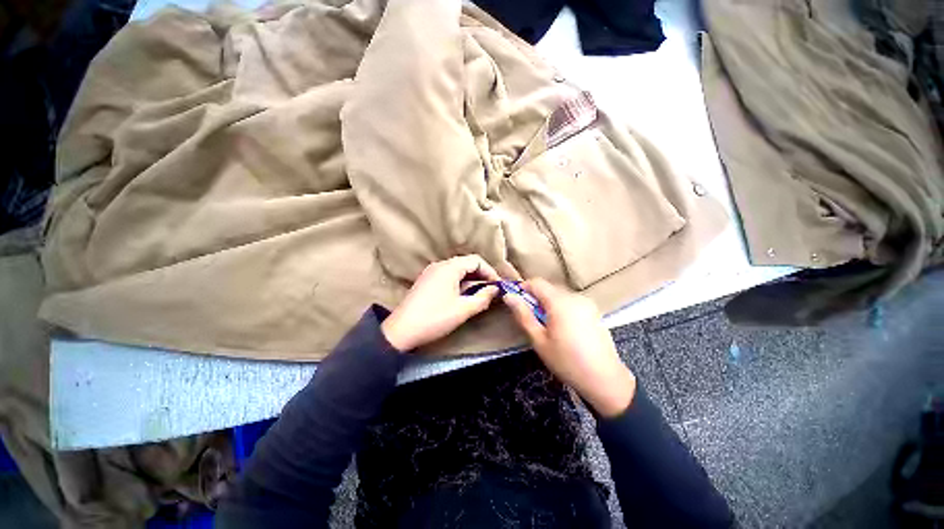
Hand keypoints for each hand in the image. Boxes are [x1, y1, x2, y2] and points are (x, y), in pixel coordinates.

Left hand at [382, 255, 500, 351]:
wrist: (401, 330)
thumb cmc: (435, 318)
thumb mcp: (463, 309)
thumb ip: (483, 297)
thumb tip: (495, 289)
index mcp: (449, 267)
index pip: (476, 260)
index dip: (490, 271)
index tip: (497, 286)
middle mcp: (439, 265)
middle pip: (466, 263)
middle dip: (481, 276)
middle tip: (490, 291)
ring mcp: (431, 272)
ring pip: (457, 270)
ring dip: (470, 280)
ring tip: (478, 295)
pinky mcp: (426, 281)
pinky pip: (448, 276)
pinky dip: (459, 283)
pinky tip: (462, 296)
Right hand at [504, 278, 635, 416]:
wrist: (605, 379)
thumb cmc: (566, 361)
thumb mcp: (539, 340)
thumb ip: (523, 315)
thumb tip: (509, 297)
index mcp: (560, 302)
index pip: (537, 282)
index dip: (524, 288)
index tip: (517, 301)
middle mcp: (575, 297)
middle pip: (549, 288)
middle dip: (537, 298)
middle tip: (532, 319)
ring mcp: (587, 303)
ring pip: (560, 295)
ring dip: (549, 304)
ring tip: (548, 326)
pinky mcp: (595, 311)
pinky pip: (572, 302)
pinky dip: (562, 308)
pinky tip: (564, 329)